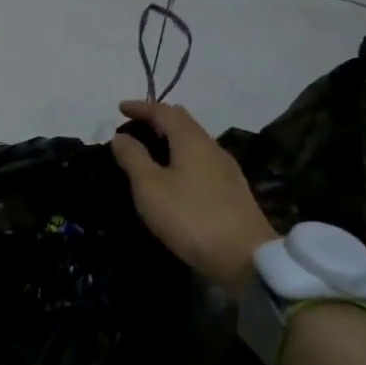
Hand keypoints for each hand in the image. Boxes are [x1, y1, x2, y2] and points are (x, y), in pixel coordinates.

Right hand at [112, 100, 276, 287]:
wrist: (245, 257)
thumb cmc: (191, 217)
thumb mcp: (150, 188)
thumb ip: (134, 158)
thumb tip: (120, 137)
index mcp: (191, 140)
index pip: (164, 112)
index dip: (141, 107)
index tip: (120, 108)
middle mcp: (212, 147)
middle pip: (183, 122)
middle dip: (158, 119)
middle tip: (136, 126)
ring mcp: (226, 169)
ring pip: (195, 141)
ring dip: (172, 139)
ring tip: (152, 150)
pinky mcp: (233, 189)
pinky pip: (202, 160)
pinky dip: (183, 156)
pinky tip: (177, 174)